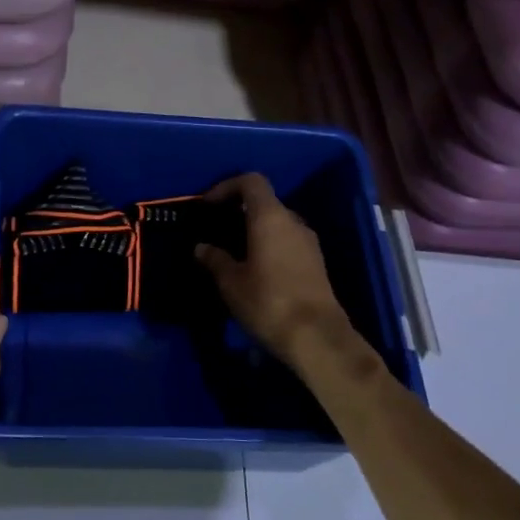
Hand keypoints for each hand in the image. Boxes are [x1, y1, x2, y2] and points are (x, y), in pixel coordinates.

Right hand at [196, 173, 380, 401]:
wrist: (317, 338)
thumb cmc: (268, 301)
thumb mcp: (231, 282)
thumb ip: (215, 259)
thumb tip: (202, 247)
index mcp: (270, 217)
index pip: (251, 182)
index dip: (227, 186)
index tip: (208, 204)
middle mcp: (293, 222)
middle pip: (265, 202)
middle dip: (239, 211)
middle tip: (217, 229)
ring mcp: (308, 243)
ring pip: (277, 224)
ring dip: (255, 230)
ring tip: (233, 251)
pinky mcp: (316, 263)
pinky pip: (287, 242)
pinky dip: (269, 245)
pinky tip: (255, 269)